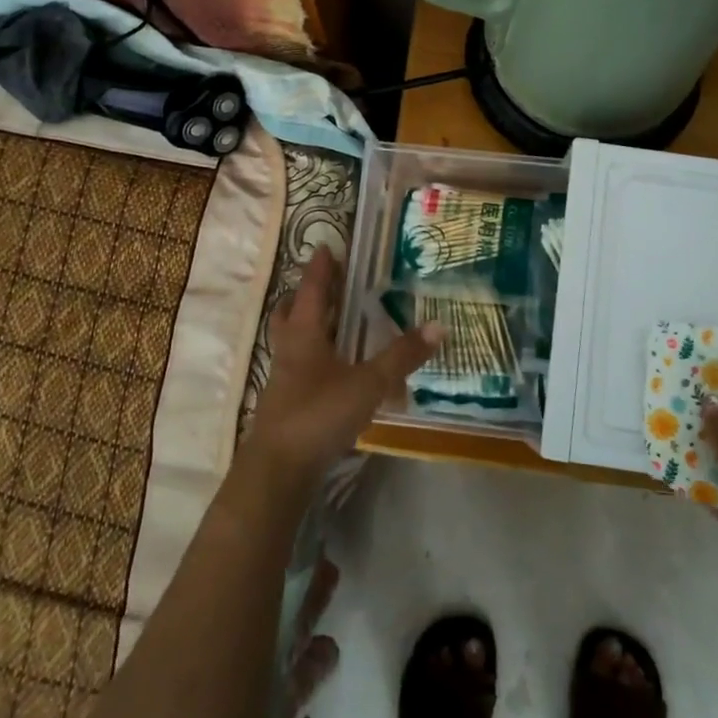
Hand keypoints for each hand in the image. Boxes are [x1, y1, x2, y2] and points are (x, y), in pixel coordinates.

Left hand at [245, 247, 441, 491]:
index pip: (312, 290)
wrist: (278, 471)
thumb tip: (439, 325)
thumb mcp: (368, 383)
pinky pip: (299, 368)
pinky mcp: (286, 404)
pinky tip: (335, 371)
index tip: (327, 246)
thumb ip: (402, 357)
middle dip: (305, 295)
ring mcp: (283, 379)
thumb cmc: (319, 414)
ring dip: (308, 327)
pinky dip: (315, 359)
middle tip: (326, 283)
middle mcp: (289, 350)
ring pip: (292, 341)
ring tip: (332, 323)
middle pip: (291, 312)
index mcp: (304, 334)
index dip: (320, 268)